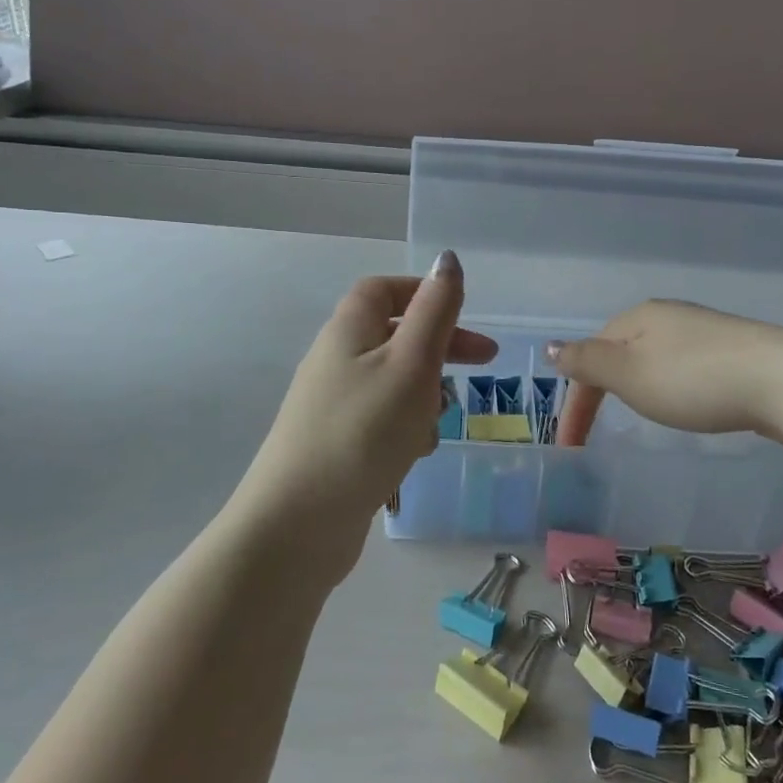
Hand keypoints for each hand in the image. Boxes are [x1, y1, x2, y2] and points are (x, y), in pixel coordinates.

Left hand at [232, 252, 495, 580]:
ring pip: (392, 382)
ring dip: (425, 394)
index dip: (424, 293)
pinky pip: (381, 420)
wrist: (298, 523)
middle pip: (393, 336)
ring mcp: (332, 405)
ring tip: (440, 422)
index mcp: (349, 330)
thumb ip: (435, 311)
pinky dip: (405, 427)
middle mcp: (335, 361)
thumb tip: (447, 258)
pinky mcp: (336, 444)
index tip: (464, 312)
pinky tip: (415, 455)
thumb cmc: (364, 431)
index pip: (384, 290)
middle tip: (485, 363)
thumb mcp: (411, 363)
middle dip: (440, 347)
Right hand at [549, 300, 782, 446]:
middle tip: (598, 430)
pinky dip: (672, 388)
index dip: (576, 401)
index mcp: (639, 317)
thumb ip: (587, 362)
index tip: (571, 446)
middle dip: (604, 389)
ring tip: (639, 415)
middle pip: (622, 352)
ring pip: (655, 359)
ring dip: (638, 387)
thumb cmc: (695, 380)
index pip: (591, 356)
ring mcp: (705, 332)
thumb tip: (550, 346)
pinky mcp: (734, 353)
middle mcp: (669, 317)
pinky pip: (686, 368)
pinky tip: (688, 403)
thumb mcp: (630, 374)